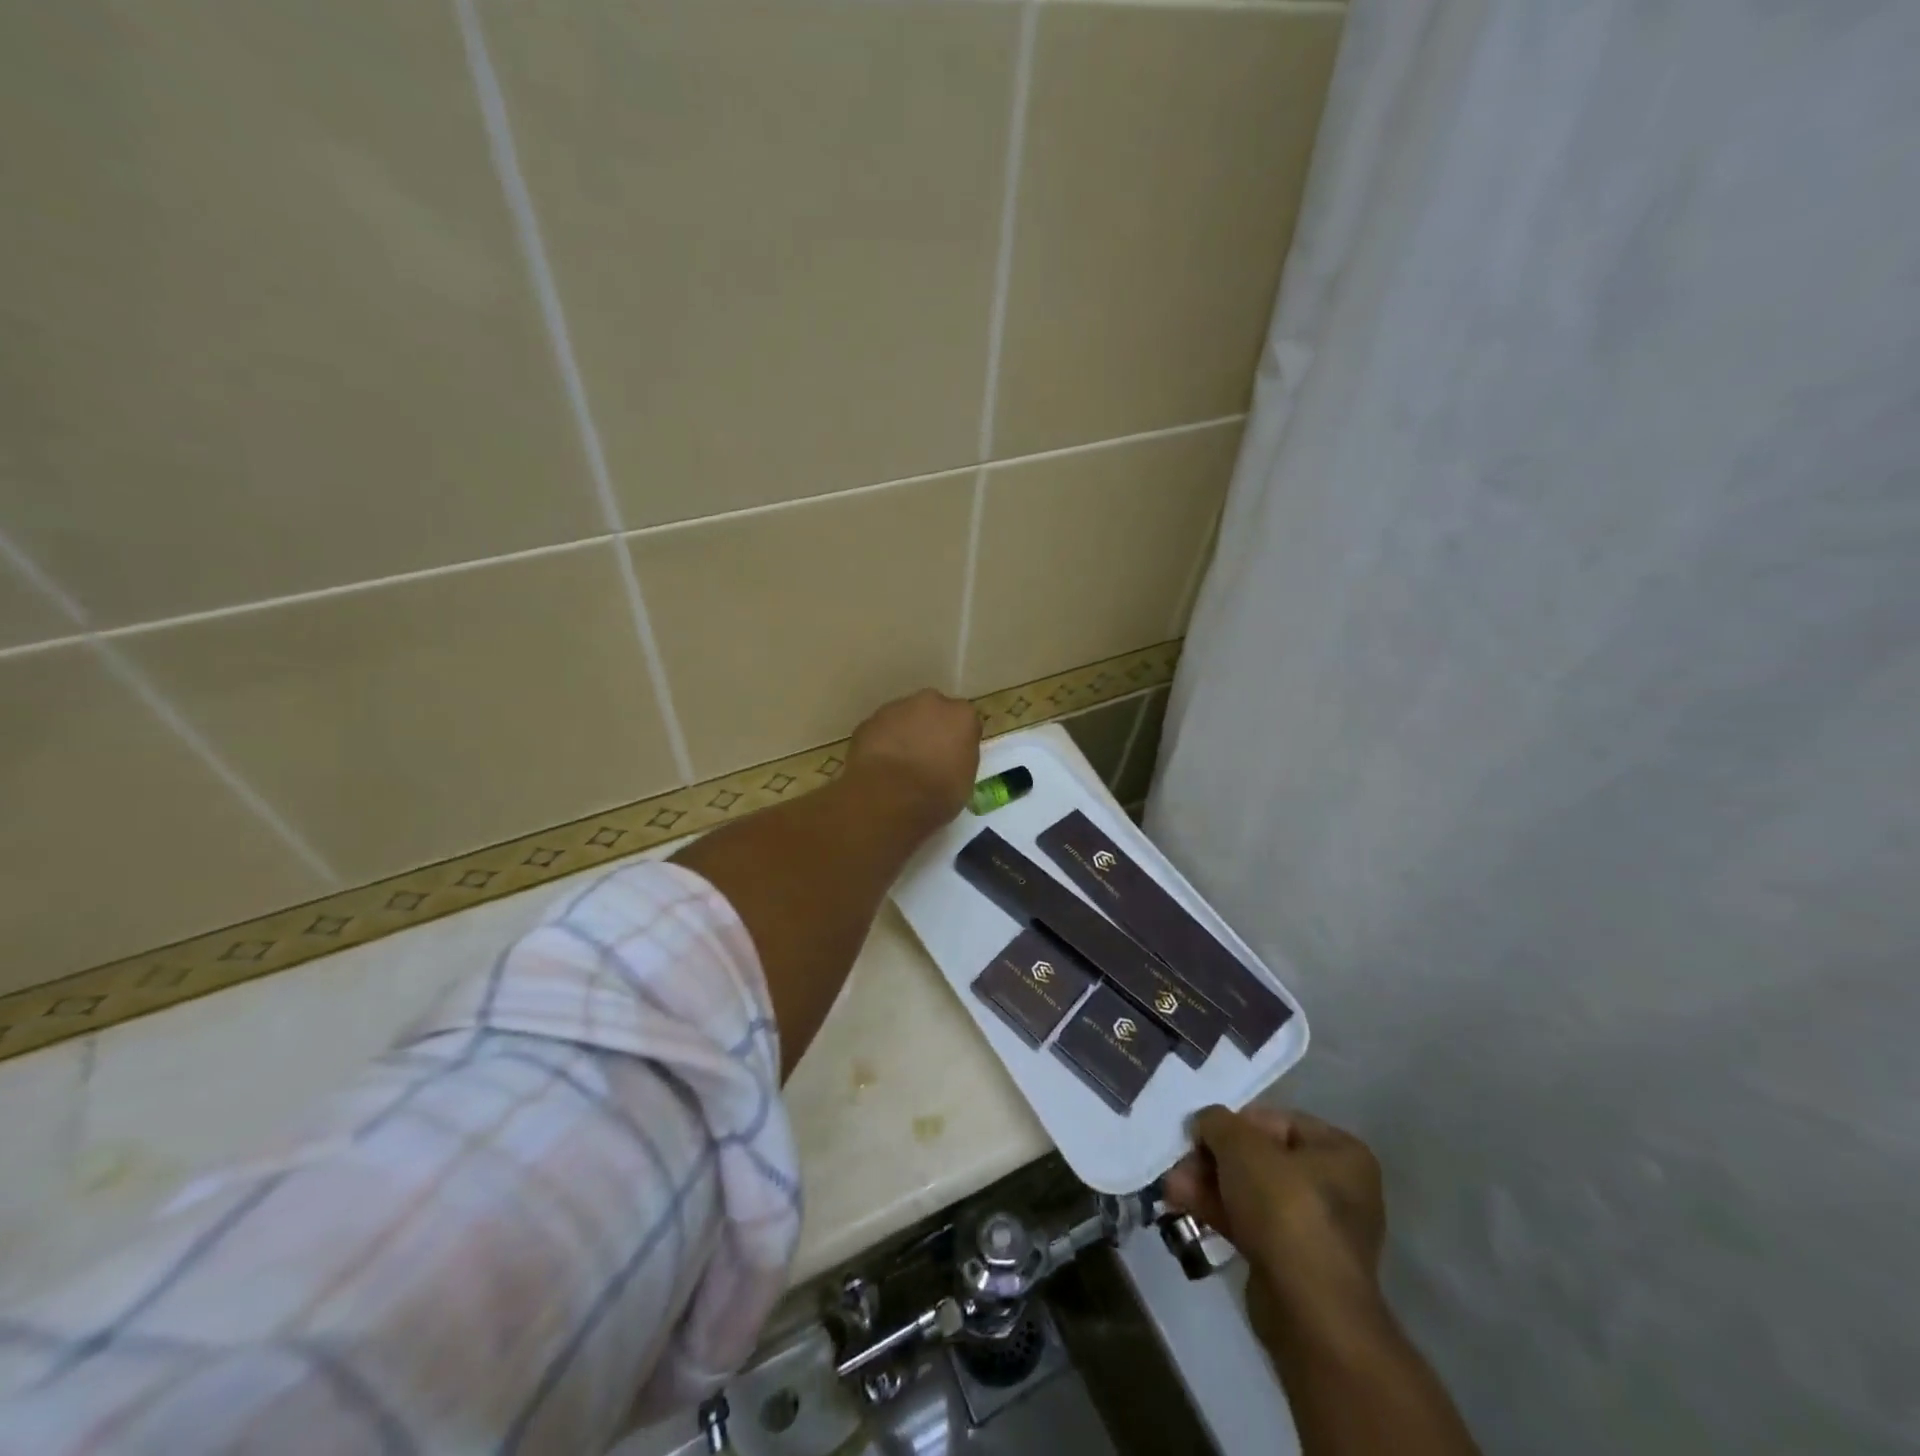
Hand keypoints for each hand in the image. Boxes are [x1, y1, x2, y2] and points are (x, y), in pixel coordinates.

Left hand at [846, 688, 981, 829]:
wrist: (887, 797)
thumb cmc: (936, 794)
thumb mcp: (964, 782)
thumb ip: (959, 759)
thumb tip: (949, 759)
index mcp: (962, 716)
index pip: (966, 723)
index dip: (958, 741)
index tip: (953, 759)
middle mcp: (931, 702)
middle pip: (934, 712)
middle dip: (931, 729)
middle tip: (926, 758)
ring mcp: (896, 708)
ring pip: (904, 718)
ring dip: (904, 734)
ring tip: (899, 766)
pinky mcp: (868, 721)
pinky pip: (880, 731)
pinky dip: (881, 743)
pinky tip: (879, 767)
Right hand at [1165, 1105, 1386, 1340]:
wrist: (1307, 1309)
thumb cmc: (1285, 1208)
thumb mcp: (1241, 1145)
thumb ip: (1217, 1122)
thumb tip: (1204, 1124)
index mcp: (1339, 1152)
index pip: (1276, 1121)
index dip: (1234, 1123)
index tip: (1202, 1133)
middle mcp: (1336, 1188)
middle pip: (1260, 1158)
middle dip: (1214, 1159)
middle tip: (1180, 1161)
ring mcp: (1315, 1229)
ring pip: (1250, 1192)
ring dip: (1208, 1184)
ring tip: (1170, 1185)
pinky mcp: (1292, 1262)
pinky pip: (1250, 1223)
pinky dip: (1217, 1211)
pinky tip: (1180, 1204)